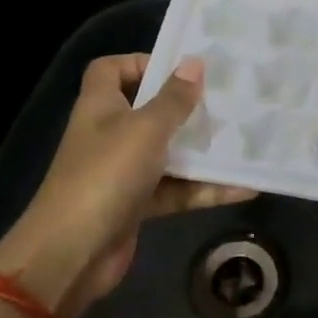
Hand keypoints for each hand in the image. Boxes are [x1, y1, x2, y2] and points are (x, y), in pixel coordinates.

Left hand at [0, 54, 252, 317]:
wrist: (73, 254)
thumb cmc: (106, 175)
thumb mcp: (146, 129)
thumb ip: (173, 99)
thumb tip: (194, 63)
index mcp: (101, 106)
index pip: (112, 69)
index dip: (141, 63)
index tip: (180, 69)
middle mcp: (110, 134)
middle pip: (148, 110)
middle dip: (186, 108)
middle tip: (226, 103)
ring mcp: (123, 171)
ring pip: (168, 152)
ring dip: (202, 151)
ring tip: (244, 142)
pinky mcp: (137, 205)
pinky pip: (176, 189)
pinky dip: (205, 189)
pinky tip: (244, 188)